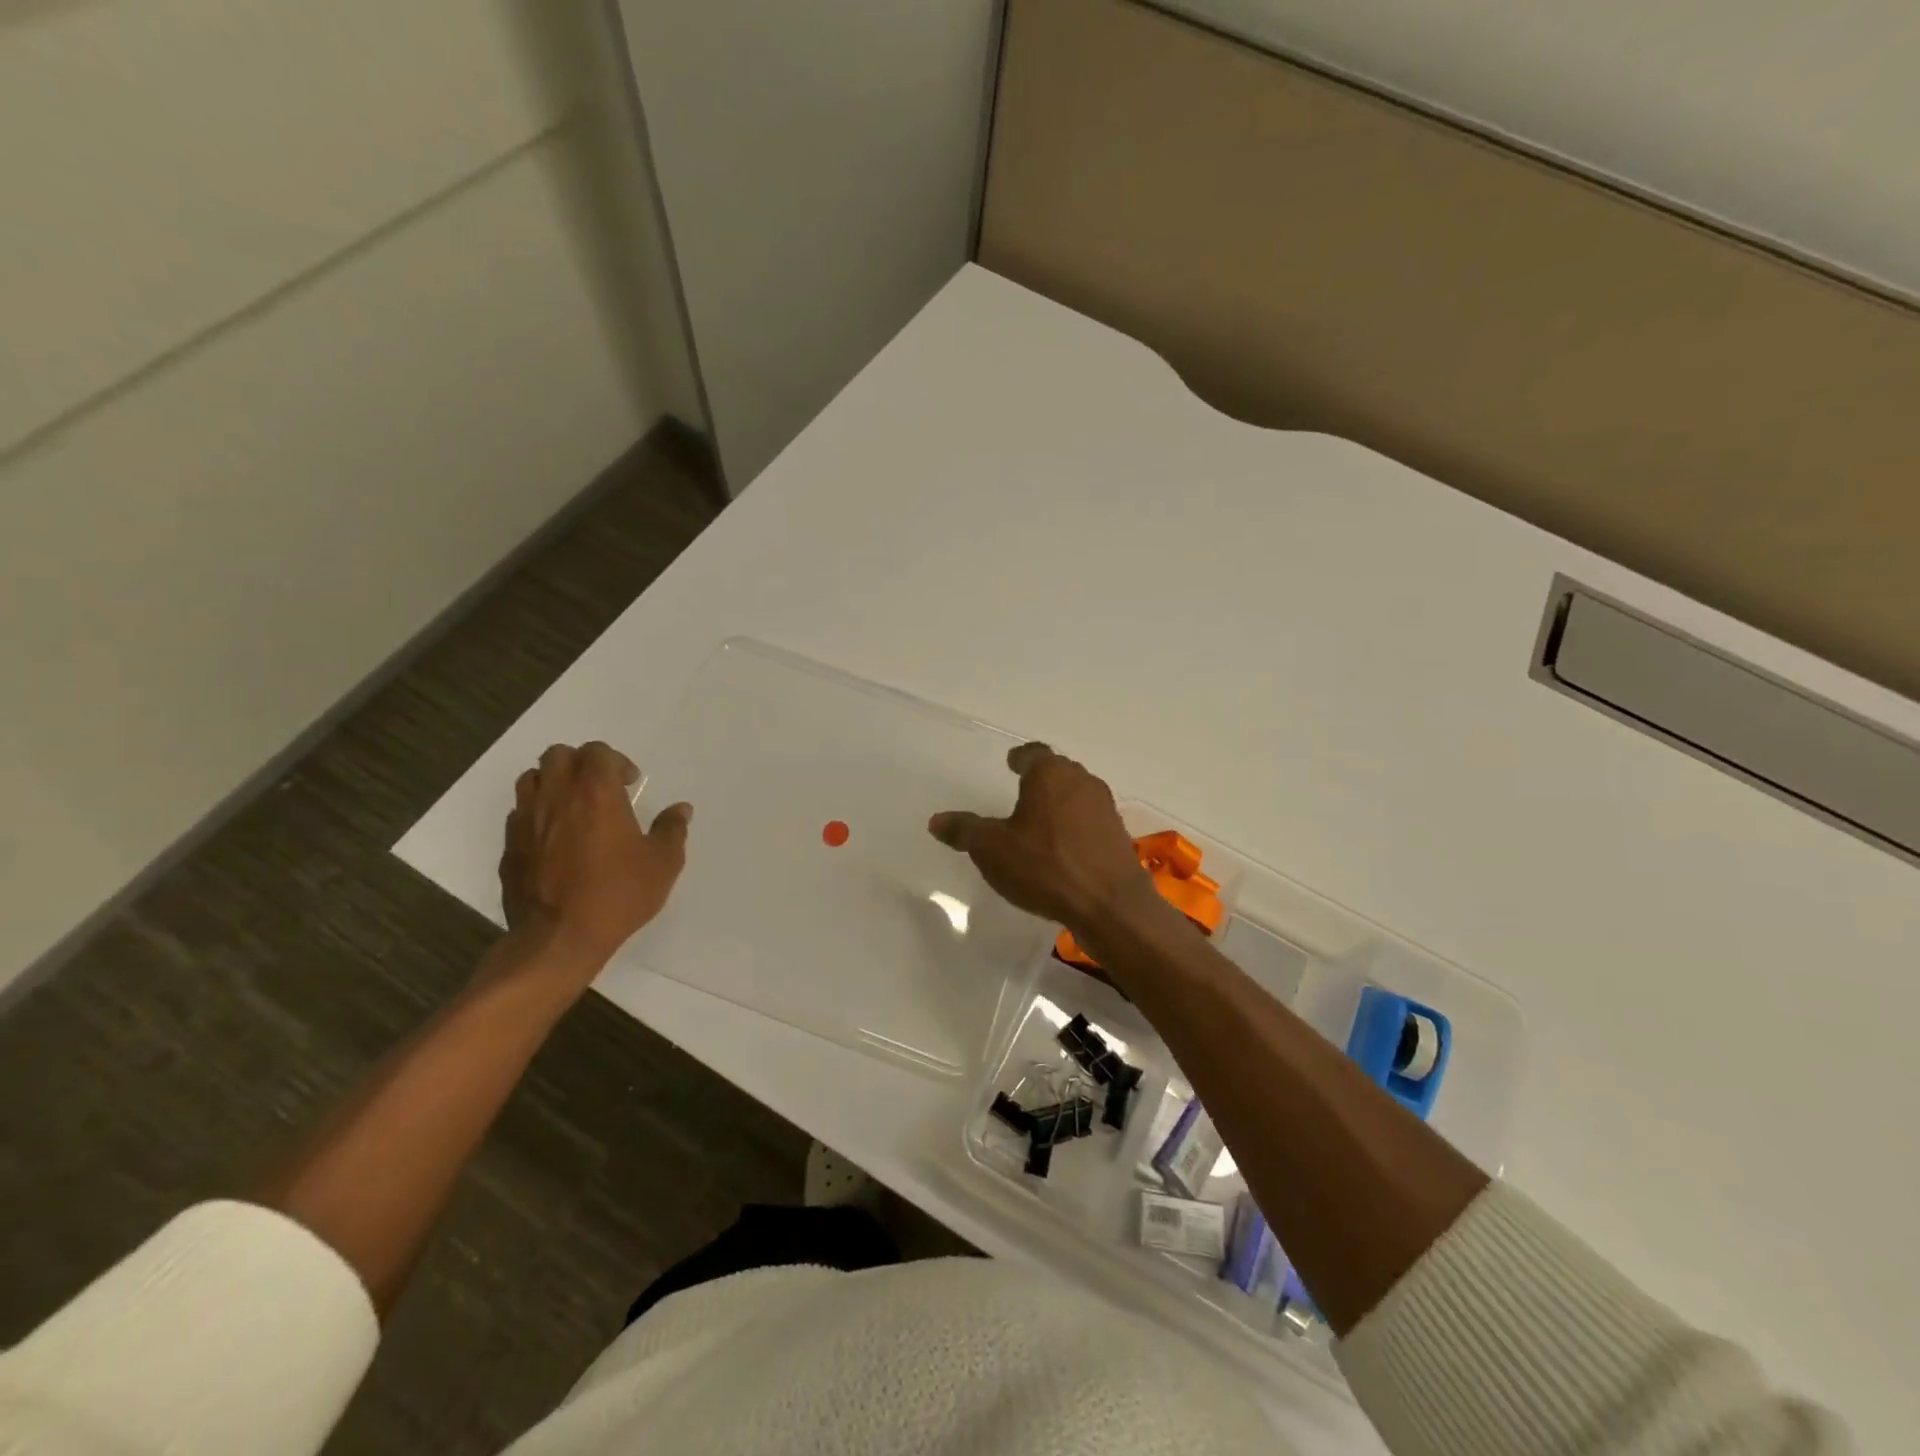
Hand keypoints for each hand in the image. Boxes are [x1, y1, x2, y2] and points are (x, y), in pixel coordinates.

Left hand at [498, 741, 690, 976]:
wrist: (558, 938)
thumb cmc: (617, 894)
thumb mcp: (663, 864)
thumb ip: (672, 830)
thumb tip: (681, 809)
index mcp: (596, 793)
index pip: (597, 751)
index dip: (616, 761)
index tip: (629, 784)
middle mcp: (556, 796)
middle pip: (558, 755)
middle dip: (581, 764)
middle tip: (600, 789)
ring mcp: (526, 820)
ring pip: (532, 779)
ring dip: (553, 783)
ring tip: (573, 808)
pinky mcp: (509, 845)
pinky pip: (520, 813)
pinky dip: (537, 814)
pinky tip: (554, 839)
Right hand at [928, 743, 1158, 935]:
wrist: (1110, 905)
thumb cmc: (1046, 866)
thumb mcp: (992, 850)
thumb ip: (964, 831)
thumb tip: (936, 821)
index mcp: (1050, 774)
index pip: (1033, 753)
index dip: (1020, 757)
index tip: (1012, 762)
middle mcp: (1082, 782)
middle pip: (1058, 770)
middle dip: (1041, 778)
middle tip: (1022, 788)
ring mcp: (1105, 808)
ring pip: (1077, 795)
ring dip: (1060, 802)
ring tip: (1040, 819)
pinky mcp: (1118, 836)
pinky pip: (1090, 821)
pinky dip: (1075, 826)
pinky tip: (1063, 847)